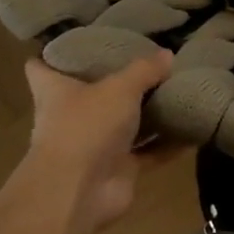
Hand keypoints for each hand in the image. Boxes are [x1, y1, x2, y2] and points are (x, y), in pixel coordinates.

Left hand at [19, 51, 172, 232]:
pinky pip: (148, 152)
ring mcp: (94, 145)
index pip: (41, 66)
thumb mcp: (119, 88)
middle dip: (114, 82)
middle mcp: (71, 116)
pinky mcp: (118, 168)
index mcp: (55, 91)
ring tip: (176, 90)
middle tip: (145, 60)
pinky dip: (168, 144)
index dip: (54, 54)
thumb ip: (144, 70)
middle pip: (89, 94)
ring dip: (146, 114)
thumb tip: (167, 54)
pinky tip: (192, 129)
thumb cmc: (87, 126)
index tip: (76, 41)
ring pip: (123, 124)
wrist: (79, 192)